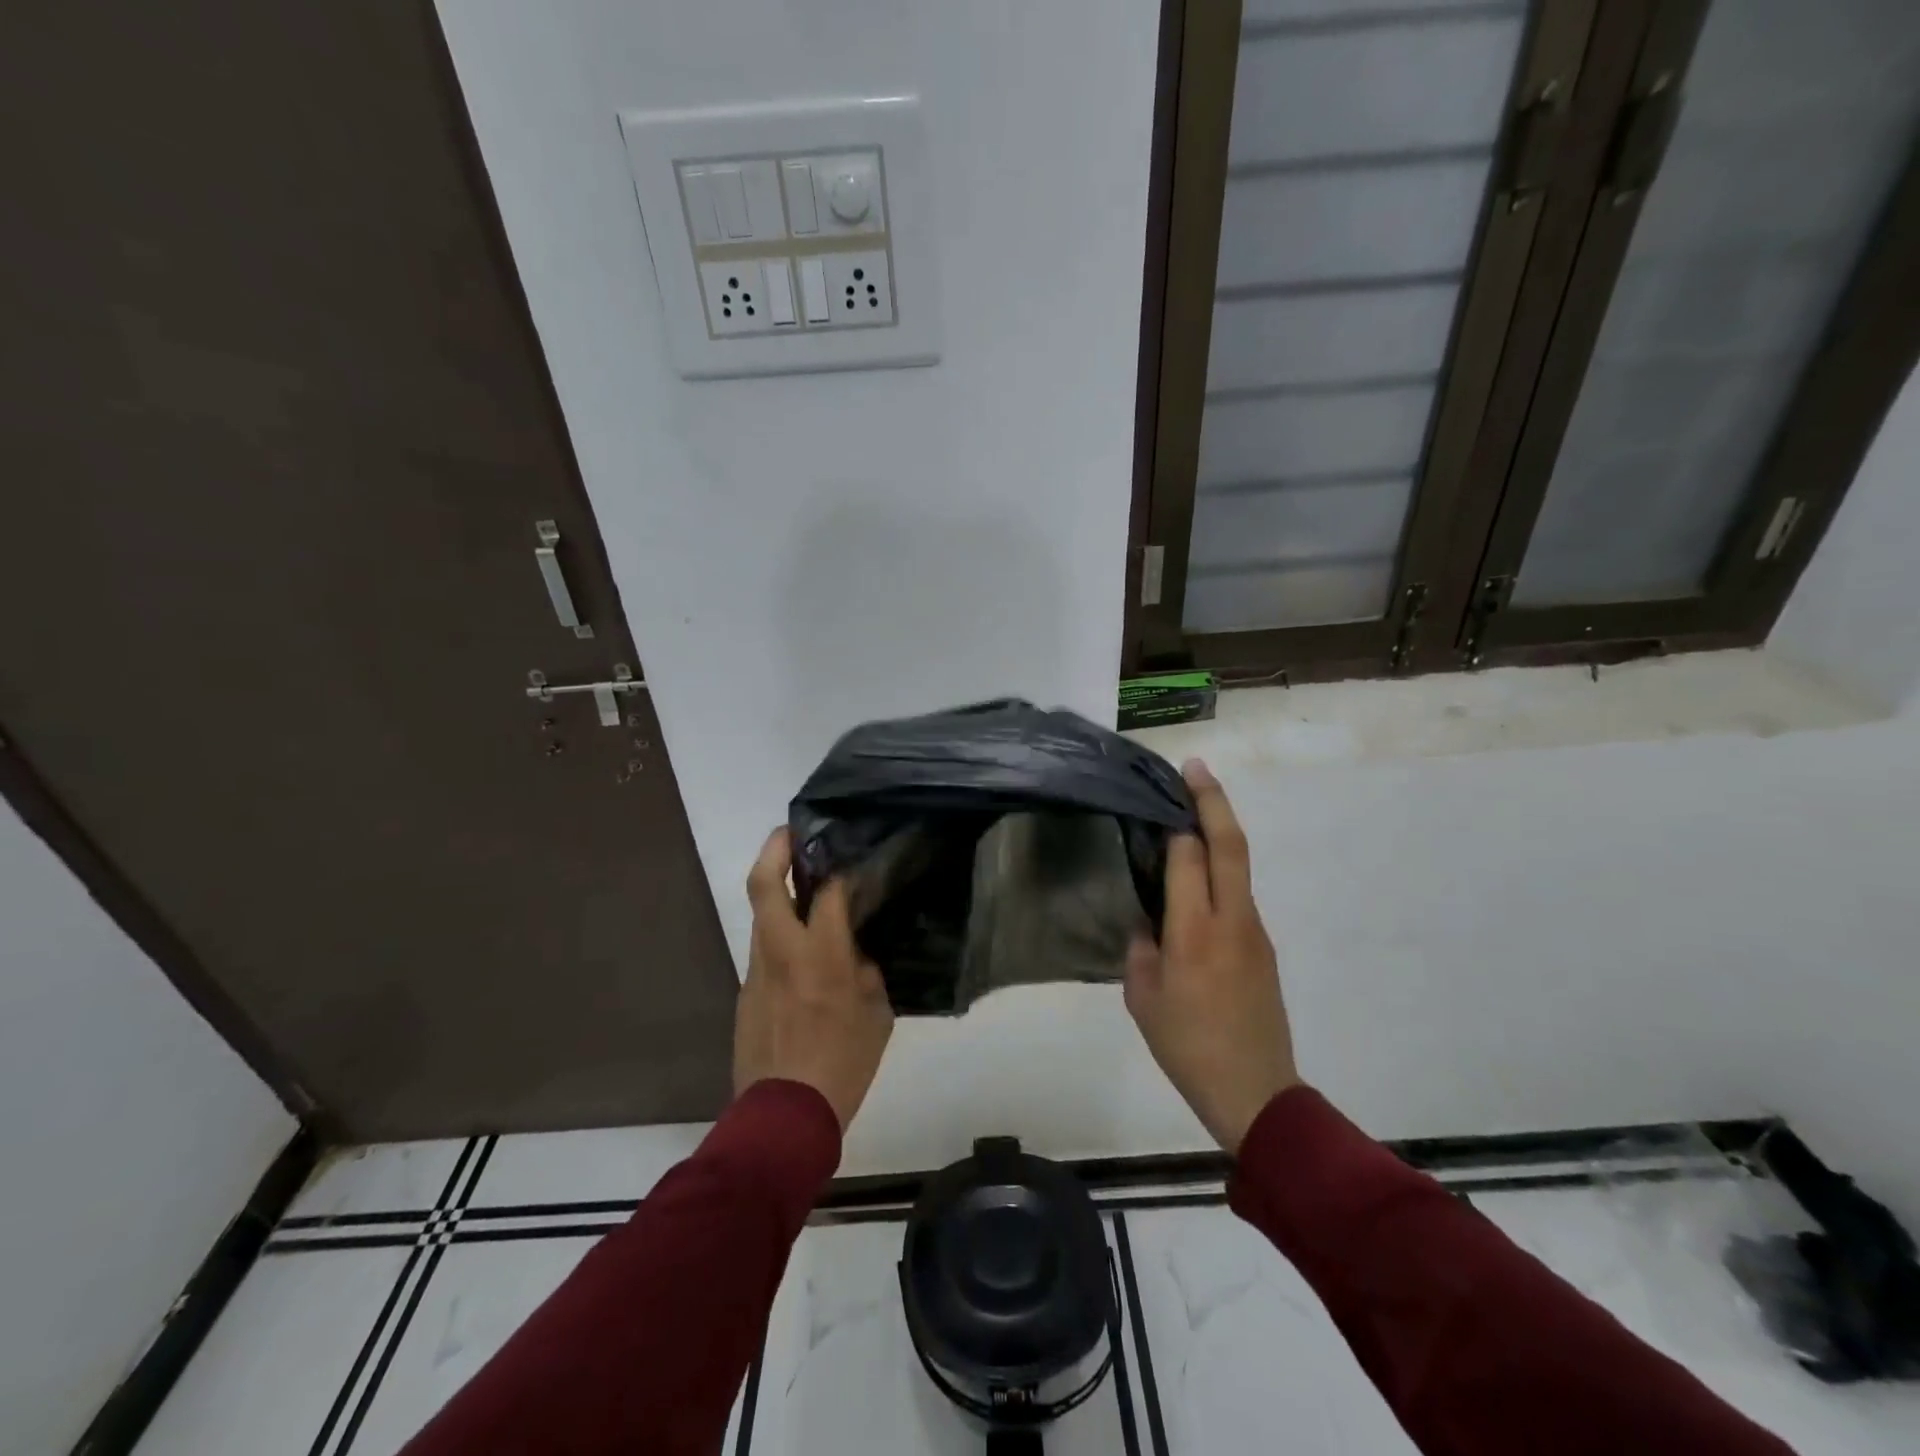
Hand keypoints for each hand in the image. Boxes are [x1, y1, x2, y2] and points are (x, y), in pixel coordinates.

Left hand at [736, 828, 894, 1130]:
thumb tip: (857, 954)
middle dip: (775, 849)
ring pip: (759, 916)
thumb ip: (867, 973)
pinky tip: (800, 951)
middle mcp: (781, 952)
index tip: (851, 863)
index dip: (839, 871)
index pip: (826, 892)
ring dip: (775, 892)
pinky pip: (762, 950)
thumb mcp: (877, 1016)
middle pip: (764, 885)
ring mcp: (756, 971)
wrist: (783, 1116)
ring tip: (802, 886)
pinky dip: (778, 935)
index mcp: (820, 955)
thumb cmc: (843, 1065)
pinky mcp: (745, 993)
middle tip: (792, 832)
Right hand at [1125, 759, 1298, 1153]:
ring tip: (1188, 816)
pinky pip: (1239, 894)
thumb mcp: (1143, 998)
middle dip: (1212, 800)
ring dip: (1219, 832)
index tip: (1158, 798)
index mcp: (1195, 931)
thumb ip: (1141, 949)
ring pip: (1239, 866)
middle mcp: (1232, 919)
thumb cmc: (1187, 1046)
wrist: (1256, 1092)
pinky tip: (1196, 881)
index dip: (1174, 823)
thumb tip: (1147, 921)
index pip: (1189, 856)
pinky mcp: (1264, 946)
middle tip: (1194, 767)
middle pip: (1230, 844)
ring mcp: (1255, 930)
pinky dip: (1220, 870)